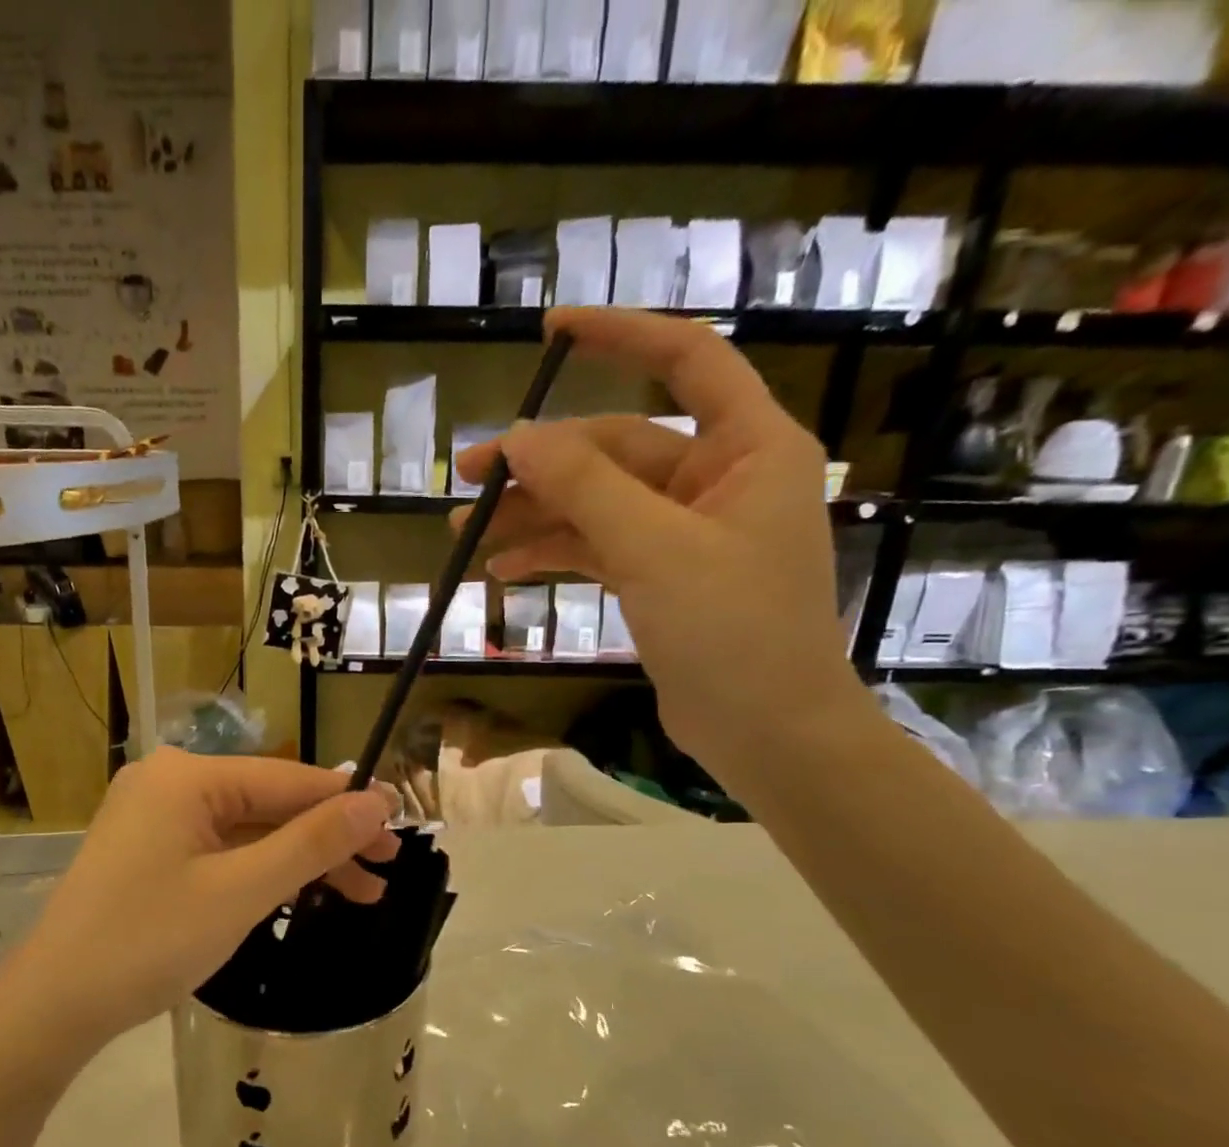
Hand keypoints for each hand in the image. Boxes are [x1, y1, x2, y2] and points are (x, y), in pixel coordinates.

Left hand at [0, 749, 398, 1057]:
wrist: (52, 1007)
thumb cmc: (149, 942)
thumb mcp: (241, 892)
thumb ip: (312, 842)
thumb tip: (377, 803)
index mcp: (187, 777)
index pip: (288, 779)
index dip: (348, 802)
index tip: (403, 823)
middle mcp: (169, 782)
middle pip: (269, 804)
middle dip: (328, 839)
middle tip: (385, 871)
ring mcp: (155, 816)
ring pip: (247, 829)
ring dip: (300, 859)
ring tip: (360, 893)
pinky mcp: (148, 849)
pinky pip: (220, 848)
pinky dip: (261, 870)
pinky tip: (300, 891)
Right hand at [453, 307, 873, 784]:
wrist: (766, 732)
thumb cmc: (734, 632)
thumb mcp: (654, 549)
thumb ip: (586, 487)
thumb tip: (518, 437)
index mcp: (748, 448)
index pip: (686, 360)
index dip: (620, 335)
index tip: (550, 332)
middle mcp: (718, 478)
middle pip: (615, 450)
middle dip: (540, 465)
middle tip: (466, 479)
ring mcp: (685, 531)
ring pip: (597, 503)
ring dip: (534, 515)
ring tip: (463, 533)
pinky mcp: (661, 575)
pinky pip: (597, 547)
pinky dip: (553, 553)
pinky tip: (502, 568)